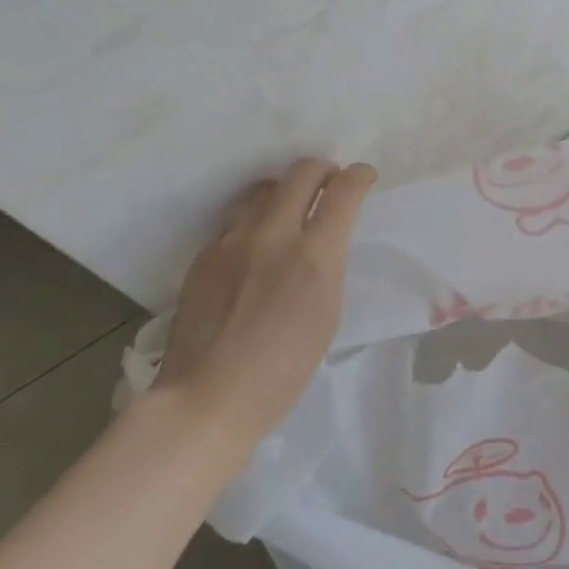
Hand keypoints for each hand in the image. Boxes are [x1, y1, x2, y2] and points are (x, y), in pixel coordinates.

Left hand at [154, 158, 376, 448]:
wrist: (207, 398)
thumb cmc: (282, 373)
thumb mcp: (326, 316)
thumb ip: (327, 268)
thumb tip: (324, 240)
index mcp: (314, 258)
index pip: (343, 192)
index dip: (359, 176)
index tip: (363, 176)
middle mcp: (273, 236)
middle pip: (301, 173)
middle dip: (323, 170)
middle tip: (330, 183)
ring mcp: (233, 241)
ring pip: (264, 190)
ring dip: (285, 191)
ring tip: (290, 210)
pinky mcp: (205, 253)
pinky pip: (236, 221)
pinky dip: (255, 222)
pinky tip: (255, 248)